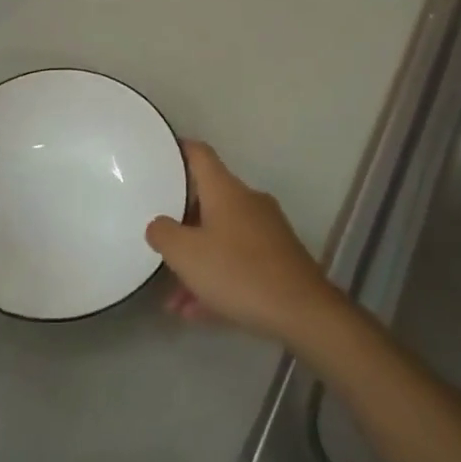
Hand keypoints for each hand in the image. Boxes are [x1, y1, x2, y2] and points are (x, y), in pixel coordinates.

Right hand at [145, 142, 341, 345]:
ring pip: (220, 239)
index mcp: (226, 190)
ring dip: (196, 263)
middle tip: (158, 242)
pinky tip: (197, 311)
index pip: (199, 154)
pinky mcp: (278, 259)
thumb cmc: (237, 272)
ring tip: (173, 300)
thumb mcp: (186, 254)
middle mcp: (248, 202)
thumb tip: (159, 225)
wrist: (302, 311)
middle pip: (207, 201)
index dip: (178, 150)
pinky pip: (237, 262)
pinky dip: (216, 279)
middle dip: (180, 225)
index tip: (159, 153)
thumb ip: (163, 233)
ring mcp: (266, 230)